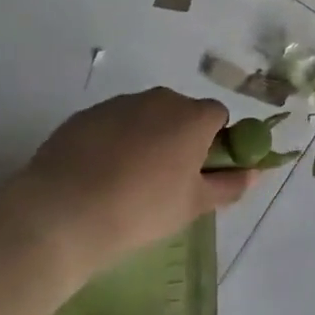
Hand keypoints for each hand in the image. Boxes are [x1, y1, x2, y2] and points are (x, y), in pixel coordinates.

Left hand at [9, 87, 256, 271]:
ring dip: (146, 138)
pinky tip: (98, 175)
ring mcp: (118, 104)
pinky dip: (112, 142)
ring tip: (127, 180)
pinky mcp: (84, 116)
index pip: (218, 115)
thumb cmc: (141, 209)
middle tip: (166, 178)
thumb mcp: (193, 205)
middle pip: (181, 112)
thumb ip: (229, 185)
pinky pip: (111, 124)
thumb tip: (253, 172)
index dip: (214, 141)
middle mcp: (159, 100)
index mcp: (193, 116)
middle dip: (179, 137)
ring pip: (145, 117)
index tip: (200, 170)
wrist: (61, 214)